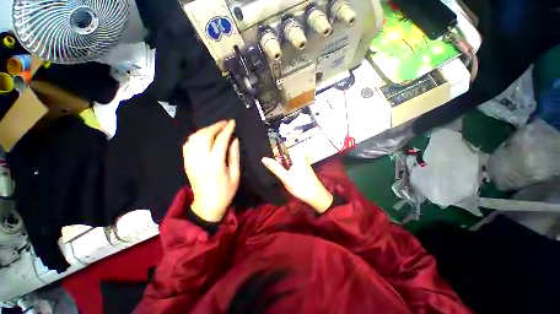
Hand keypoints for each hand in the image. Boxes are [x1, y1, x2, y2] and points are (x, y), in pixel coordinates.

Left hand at [183, 120, 239, 221]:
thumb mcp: (235, 175)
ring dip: (205, 129)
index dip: (227, 129)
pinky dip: (195, 137)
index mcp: (215, 164)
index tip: (232, 122)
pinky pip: (187, 145)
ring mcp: (191, 161)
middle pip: (205, 136)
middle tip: (225, 123)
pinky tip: (203, 136)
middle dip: (216, 126)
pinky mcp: (186, 163)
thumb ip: (234, 156)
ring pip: (194, 138)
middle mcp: (200, 160)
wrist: (207, 206)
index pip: (220, 140)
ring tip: (215, 128)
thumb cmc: (225, 192)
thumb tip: (234, 139)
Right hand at [262, 155, 332, 212]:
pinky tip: (286, 177)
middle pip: (283, 157)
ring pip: (286, 162)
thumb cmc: (301, 186)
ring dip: (281, 168)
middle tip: (275, 172)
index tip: (267, 164)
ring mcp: (301, 162)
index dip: (273, 157)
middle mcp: (299, 156)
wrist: (316, 196)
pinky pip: (290, 166)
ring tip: (280, 175)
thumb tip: (263, 158)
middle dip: (277, 164)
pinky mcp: (302, 167)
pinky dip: (286, 170)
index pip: (280, 151)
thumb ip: (275, 167)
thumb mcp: (286, 177)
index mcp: (296, 155)